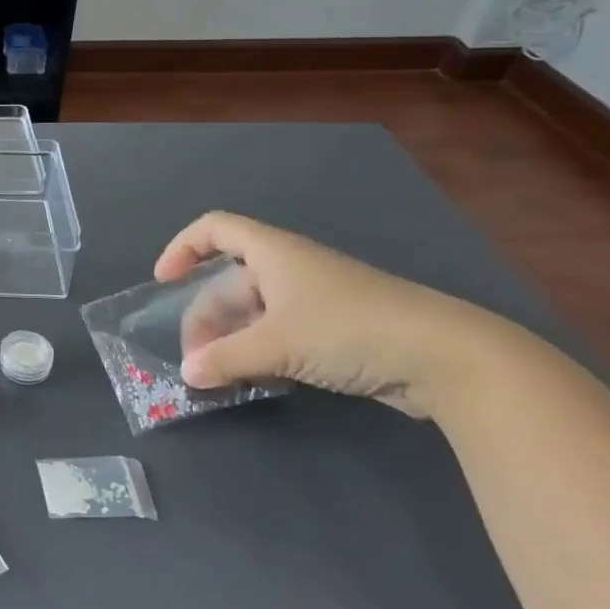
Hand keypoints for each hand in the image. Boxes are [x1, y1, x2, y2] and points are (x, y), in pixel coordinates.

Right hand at [155, 212, 504, 417]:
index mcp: (273, 253)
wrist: (446, 357)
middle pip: (229, 282)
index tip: (163, 283)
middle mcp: (290, 269)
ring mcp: (315, 299)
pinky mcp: (336, 329)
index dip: (182, 248)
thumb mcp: (277, 344)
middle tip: (195, 359)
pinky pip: (280, 333)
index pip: (214, 229)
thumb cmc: (350, 329)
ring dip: (230, 341)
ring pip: (254, 312)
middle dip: (205, 318)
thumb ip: (225, 359)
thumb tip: (188, 375)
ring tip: (220, 376)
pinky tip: (256, 379)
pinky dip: (259, 352)